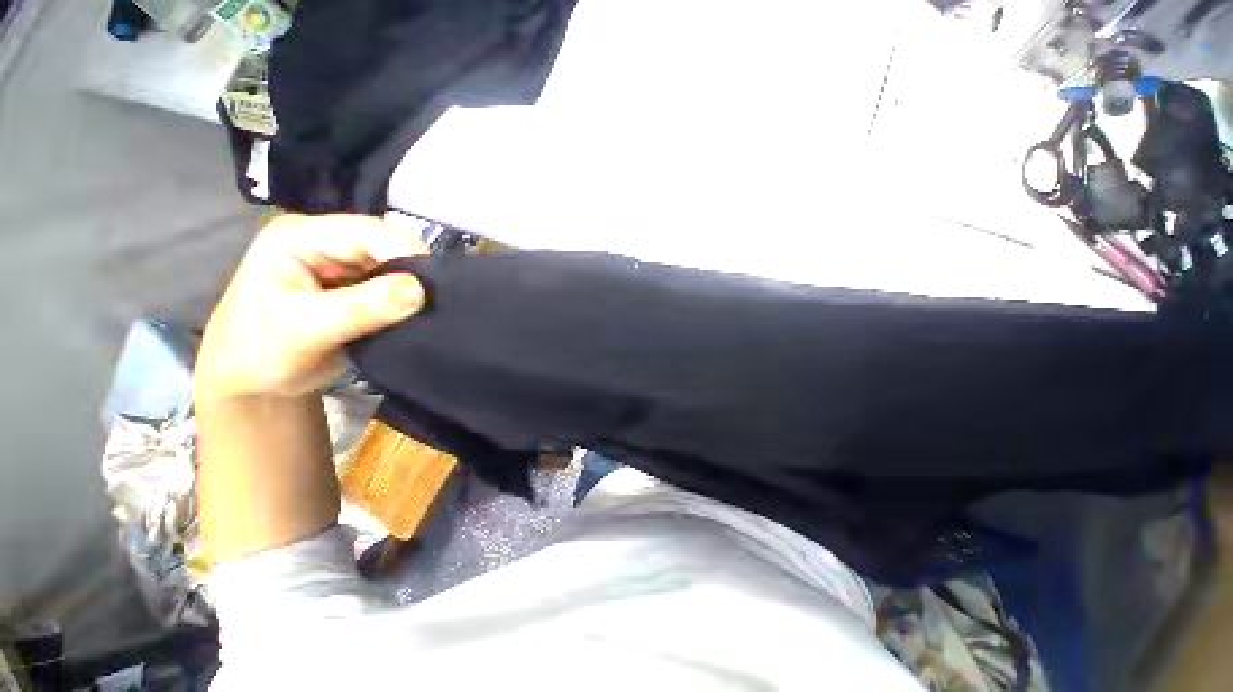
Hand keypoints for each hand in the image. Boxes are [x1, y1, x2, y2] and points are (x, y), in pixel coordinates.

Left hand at [195, 213, 425, 400]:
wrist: (256, 384)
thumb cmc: (259, 354)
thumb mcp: (305, 330)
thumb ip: (360, 308)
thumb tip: (419, 290)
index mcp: (301, 237)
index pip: (369, 232)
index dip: (406, 254)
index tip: (433, 288)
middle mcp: (328, 242)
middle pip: (389, 245)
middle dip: (415, 273)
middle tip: (435, 304)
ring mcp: (346, 265)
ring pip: (399, 267)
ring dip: (416, 289)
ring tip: (428, 313)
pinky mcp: (361, 287)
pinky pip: (398, 287)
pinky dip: (412, 302)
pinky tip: (418, 316)